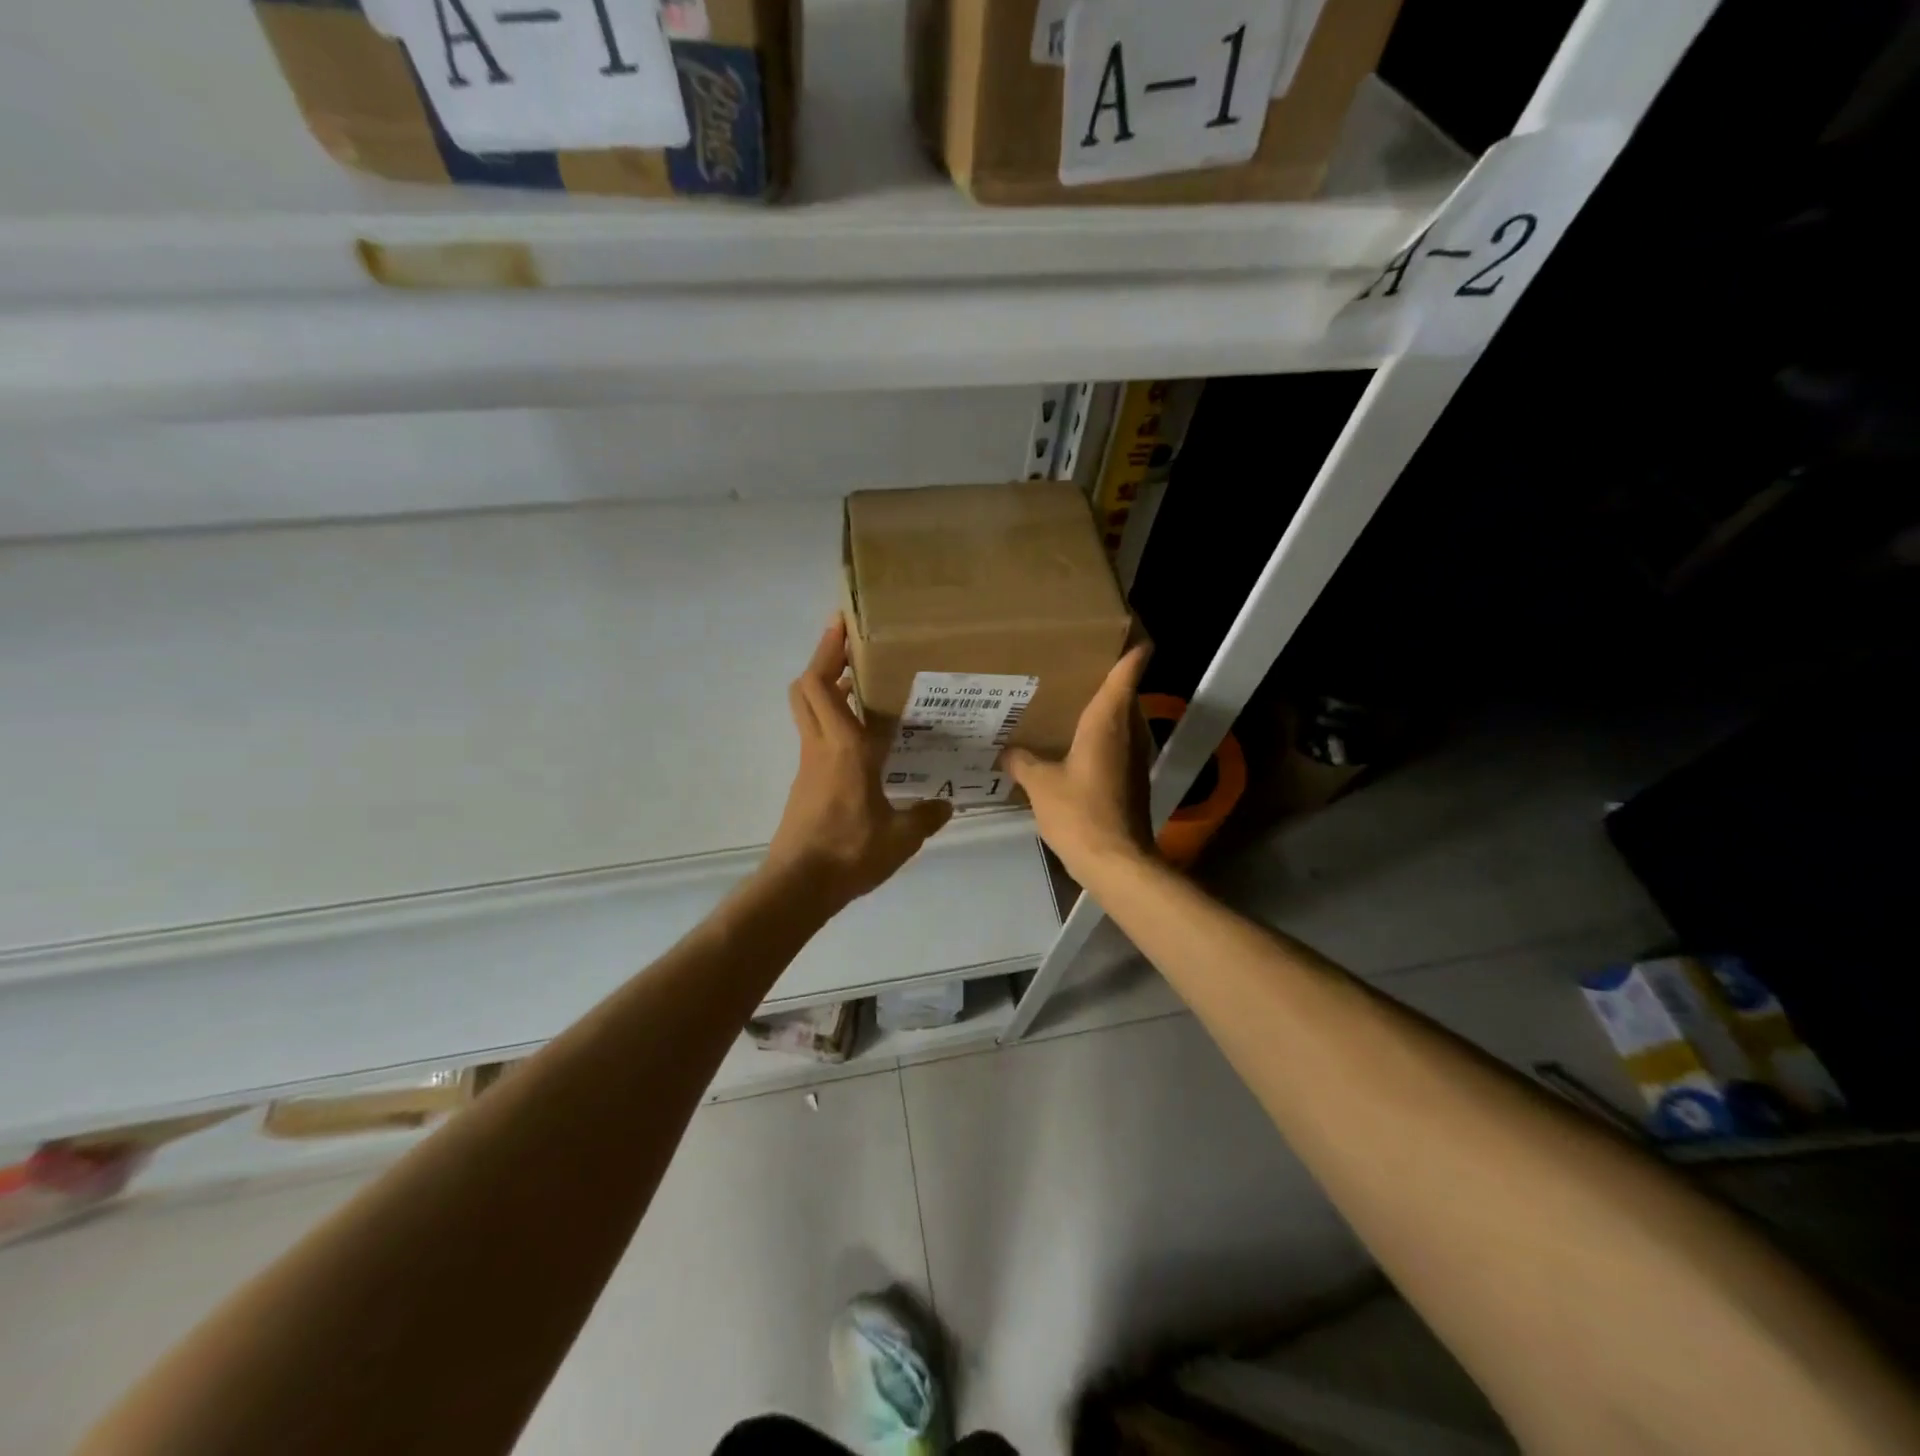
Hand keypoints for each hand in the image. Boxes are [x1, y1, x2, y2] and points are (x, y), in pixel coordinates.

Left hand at [764, 617, 953, 912]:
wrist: (799, 885)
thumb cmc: (850, 852)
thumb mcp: (901, 837)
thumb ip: (926, 815)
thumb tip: (947, 804)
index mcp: (846, 748)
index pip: (828, 686)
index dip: (832, 651)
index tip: (846, 624)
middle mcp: (822, 745)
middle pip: (807, 686)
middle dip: (825, 657)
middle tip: (853, 642)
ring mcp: (809, 763)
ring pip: (807, 708)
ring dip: (826, 686)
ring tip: (863, 681)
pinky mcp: (806, 781)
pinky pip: (816, 734)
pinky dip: (832, 718)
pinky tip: (863, 734)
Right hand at [1003, 644, 1156, 885]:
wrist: (1115, 861)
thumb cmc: (1079, 813)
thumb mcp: (1040, 784)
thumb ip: (1022, 761)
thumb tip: (1006, 752)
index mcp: (1108, 720)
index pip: (1130, 667)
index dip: (1132, 642)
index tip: (1120, 624)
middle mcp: (1128, 729)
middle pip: (1125, 689)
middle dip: (1105, 673)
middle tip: (1069, 662)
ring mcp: (1134, 754)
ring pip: (1121, 717)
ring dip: (1101, 706)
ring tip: (1065, 699)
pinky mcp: (1131, 776)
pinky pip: (1116, 741)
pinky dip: (1099, 734)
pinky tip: (1071, 743)